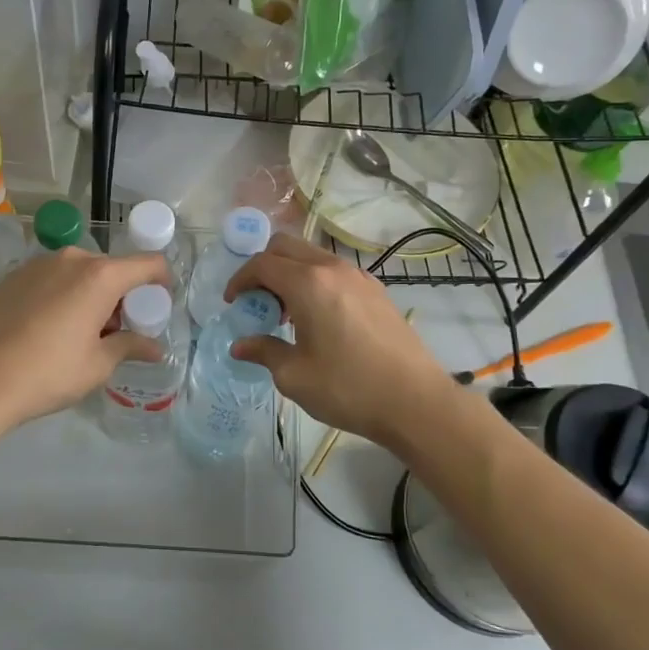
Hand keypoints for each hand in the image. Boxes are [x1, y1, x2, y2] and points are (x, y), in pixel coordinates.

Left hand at [0, 245, 171, 429]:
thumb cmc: (49, 372)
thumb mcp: (98, 364)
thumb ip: (130, 346)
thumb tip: (155, 348)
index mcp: (100, 276)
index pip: (148, 263)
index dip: (162, 280)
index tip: (160, 303)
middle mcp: (71, 259)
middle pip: (112, 268)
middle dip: (122, 294)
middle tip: (117, 329)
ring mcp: (38, 264)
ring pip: (80, 272)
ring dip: (90, 293)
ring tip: (81, 331)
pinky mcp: (13, 276)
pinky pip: (52, 278)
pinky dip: (62, 294)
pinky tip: (49, 327)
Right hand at [223, 234, 452, 446]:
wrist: (415, 402)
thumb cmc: (348, 388)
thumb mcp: (294, 376)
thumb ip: (264, 352)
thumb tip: (240, 346)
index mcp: (308, 284)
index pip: (263, 264)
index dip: (240, 279)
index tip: (233, 302)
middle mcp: (333, 269)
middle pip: (287, 247)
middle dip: (264, 268)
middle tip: (257, 301)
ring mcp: (360, 277)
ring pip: (313, 257)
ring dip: (291, 274)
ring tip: (287, 313)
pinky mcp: (377, 291)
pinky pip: (335, 272)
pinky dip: (316, 282)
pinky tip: (319, 319)